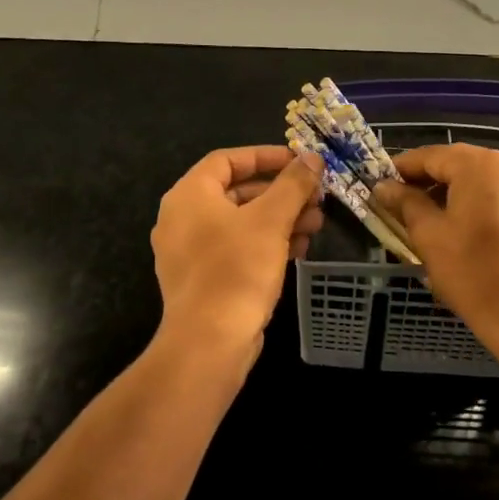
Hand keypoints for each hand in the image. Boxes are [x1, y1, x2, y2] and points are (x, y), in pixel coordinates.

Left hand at [150, 146, 323, 358]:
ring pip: (240, 222)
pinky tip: (299, 248)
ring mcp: (189, 251)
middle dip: (280, 192)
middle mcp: (182, 218)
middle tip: (315, 196)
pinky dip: (266, 243)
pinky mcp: (202, 279)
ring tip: (316, 224)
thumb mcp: (271, 220)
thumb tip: (311, 157)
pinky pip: (236, 248)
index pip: (228, 159)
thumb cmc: (236, 269)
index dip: (266, 156)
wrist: (209, 343)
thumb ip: (292, 184)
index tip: (299, 162)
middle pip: (237, 191)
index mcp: (189, 195)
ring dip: (279, 219)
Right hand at [373, 144, 498, 354]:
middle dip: (426, 181)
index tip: (379, 186)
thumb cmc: (475, 274)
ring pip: (477, 180)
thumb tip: (384, 186)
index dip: (400, 169)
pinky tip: (460, 229)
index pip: (429, 155)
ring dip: (450, 193)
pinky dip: (475, 204)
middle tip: (399, 205)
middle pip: (455, 164)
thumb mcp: (429, 236)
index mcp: (479, 164)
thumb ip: (405, 203)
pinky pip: (498, 195)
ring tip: (427, 219)